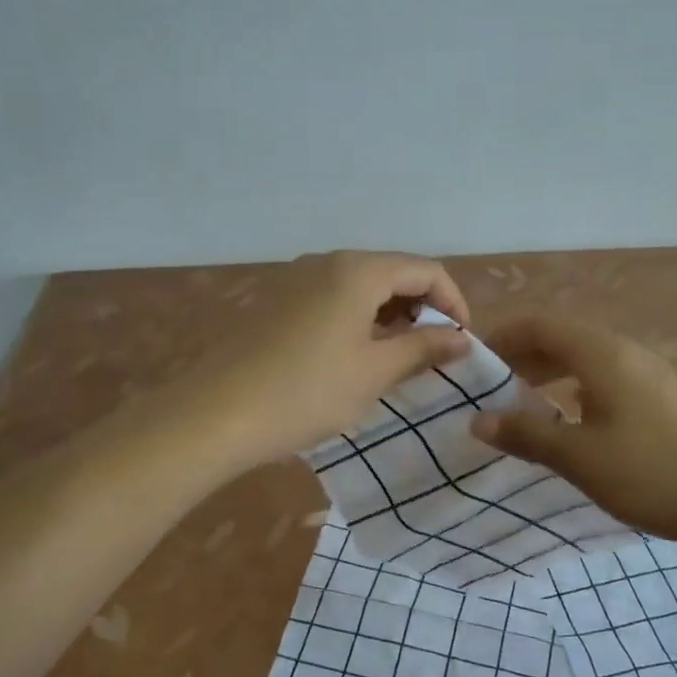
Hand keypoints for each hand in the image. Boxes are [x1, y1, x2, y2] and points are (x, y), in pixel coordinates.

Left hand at [188, 250, 471, 468]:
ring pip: (360, 286)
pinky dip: (356, 318)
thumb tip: (461, 339)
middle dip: (421, 307)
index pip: (425, 270)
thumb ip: (423, 348)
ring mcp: (294, 278)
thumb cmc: (306, 391)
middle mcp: (326, 262)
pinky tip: (352, 356)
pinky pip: (330, 298)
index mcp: (357, 270)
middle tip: (431, 352)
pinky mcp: (274, 301)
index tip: (461, 342)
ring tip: (396, 357)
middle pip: (392, 272)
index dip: (453, 302)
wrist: (215, 414)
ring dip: (389, 314)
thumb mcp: (374, 372)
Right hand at [469, 314, 676, 543]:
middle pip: (564, 337)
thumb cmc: (651, 472)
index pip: (540, 324)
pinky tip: (573, 422)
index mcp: (601, 353)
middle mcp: (626, 352)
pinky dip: (577, 388)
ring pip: (587, 359)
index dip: (503, 335)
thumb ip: (526, 435)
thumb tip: (478, 421)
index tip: (474, 360)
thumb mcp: (579, 457)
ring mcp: (650, 374)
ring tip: (525, 402)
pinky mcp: (665, 398)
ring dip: (551, 373)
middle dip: (524, 356)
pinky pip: (607, 378)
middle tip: (492, 385)